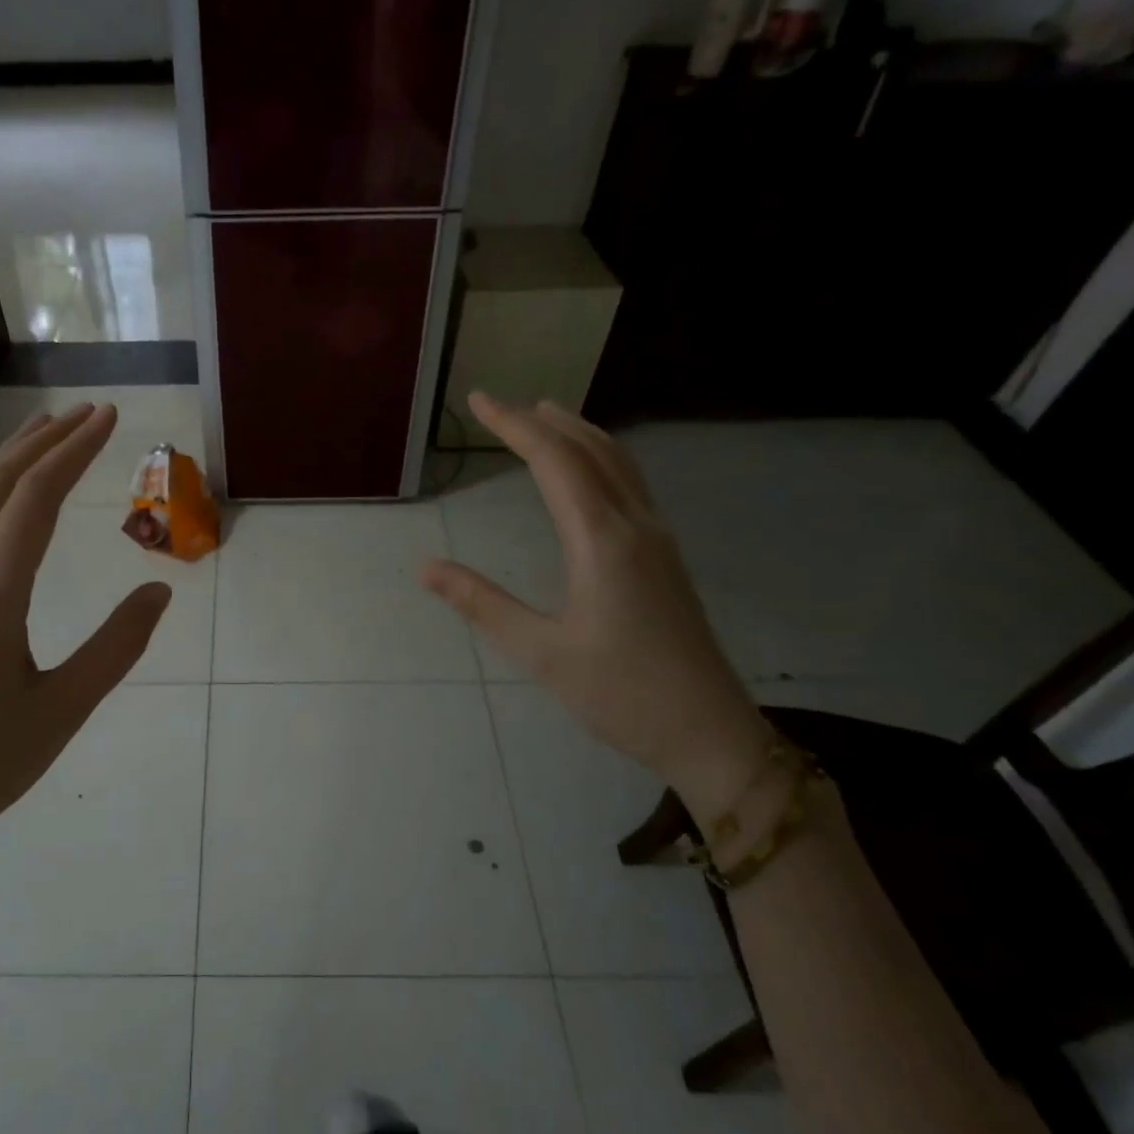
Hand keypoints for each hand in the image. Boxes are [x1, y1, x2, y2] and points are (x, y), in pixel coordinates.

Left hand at [0, 403, 169, 960]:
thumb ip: (116, 645)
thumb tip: (159, 588)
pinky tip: (6, 510)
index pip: (36, 498)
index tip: (109, 416)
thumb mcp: (64, 707)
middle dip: (43, 441)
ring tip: (47, 439)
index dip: (75, 450)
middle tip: (86, 413)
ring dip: (12, 464)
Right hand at [422, 395, 770, 816]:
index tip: (479, 401)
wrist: (708, 731)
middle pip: (592, 450)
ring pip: (619, 463)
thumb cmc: (620, 694)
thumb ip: (481, 603)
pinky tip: (586, 474)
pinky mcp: (665, 558)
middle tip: (502, 405)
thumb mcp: (540, 652)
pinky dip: (600, 459)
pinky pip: (630, 485)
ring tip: (545, 418)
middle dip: (545, 421)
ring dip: (579, 433)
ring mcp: (658, 540)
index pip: (554, 462)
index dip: (514, 426)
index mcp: (603, 541)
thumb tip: (425, 568)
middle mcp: (636, 526)